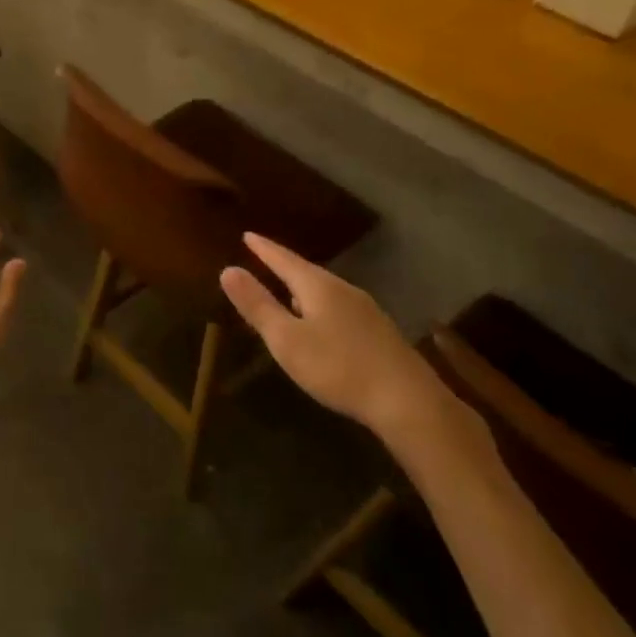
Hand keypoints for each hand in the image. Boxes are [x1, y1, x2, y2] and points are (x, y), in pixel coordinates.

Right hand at [220, 234, 462, 450]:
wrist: (407, 401)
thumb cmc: (338, 368)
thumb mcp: (286, 339)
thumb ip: (258, 305)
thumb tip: (228, 270)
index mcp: (318, 287)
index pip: (284, 260)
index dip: (264, 249)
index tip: (247, 234)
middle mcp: (344, 290)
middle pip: (307, 272)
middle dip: (284, 265)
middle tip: (264, 258)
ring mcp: (366, 310)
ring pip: (325, 290)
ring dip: (302, 287)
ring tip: (287, 289)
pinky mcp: (378, 332)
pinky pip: (339, 307)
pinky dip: (320, 306)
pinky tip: (321, 323)